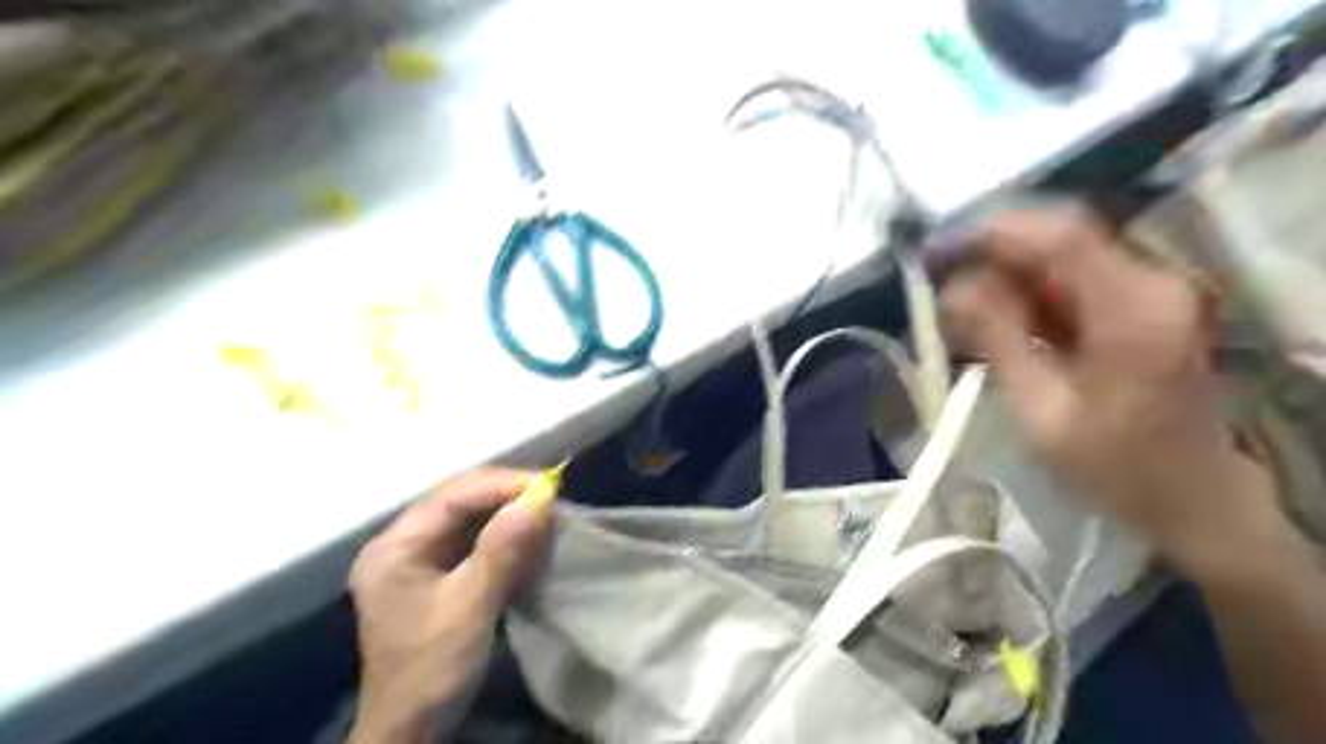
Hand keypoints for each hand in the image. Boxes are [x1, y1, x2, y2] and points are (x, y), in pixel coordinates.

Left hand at [346, 470, 549, 743]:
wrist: (412, 732)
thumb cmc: (431, 670)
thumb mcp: (468, 608)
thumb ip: (501, 550)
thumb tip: (539, 498)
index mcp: (395, 547)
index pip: (452, 497)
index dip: (501, 485)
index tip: (547, 486)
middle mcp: (402, 544)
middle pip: (459, 501)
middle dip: (506, 495)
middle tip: (551, 497)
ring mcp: (419, 559)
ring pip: (469, 518)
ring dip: (508, 513)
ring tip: (546, 511)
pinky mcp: (437, 575)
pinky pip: (474, 540)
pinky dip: (504, 535)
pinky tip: (529, 535)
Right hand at [941, 209, 1297, 575]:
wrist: (1189, 495)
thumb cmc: (1113, 466)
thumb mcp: (1039, 408)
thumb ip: (997, 338)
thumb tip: (953, 286)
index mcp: (1134, 310)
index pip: (1060, 237)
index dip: (992, 231)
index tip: (936, 249)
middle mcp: (1150, 284)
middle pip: (1057, 241)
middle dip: (989, 254)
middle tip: (935, 282)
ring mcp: (1147, 292)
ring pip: (1058, 260)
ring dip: (1002, 275)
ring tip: (954, 309)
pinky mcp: (1136, 305)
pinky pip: (1067, 282)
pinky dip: (1023, 293)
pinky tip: (990, 320)